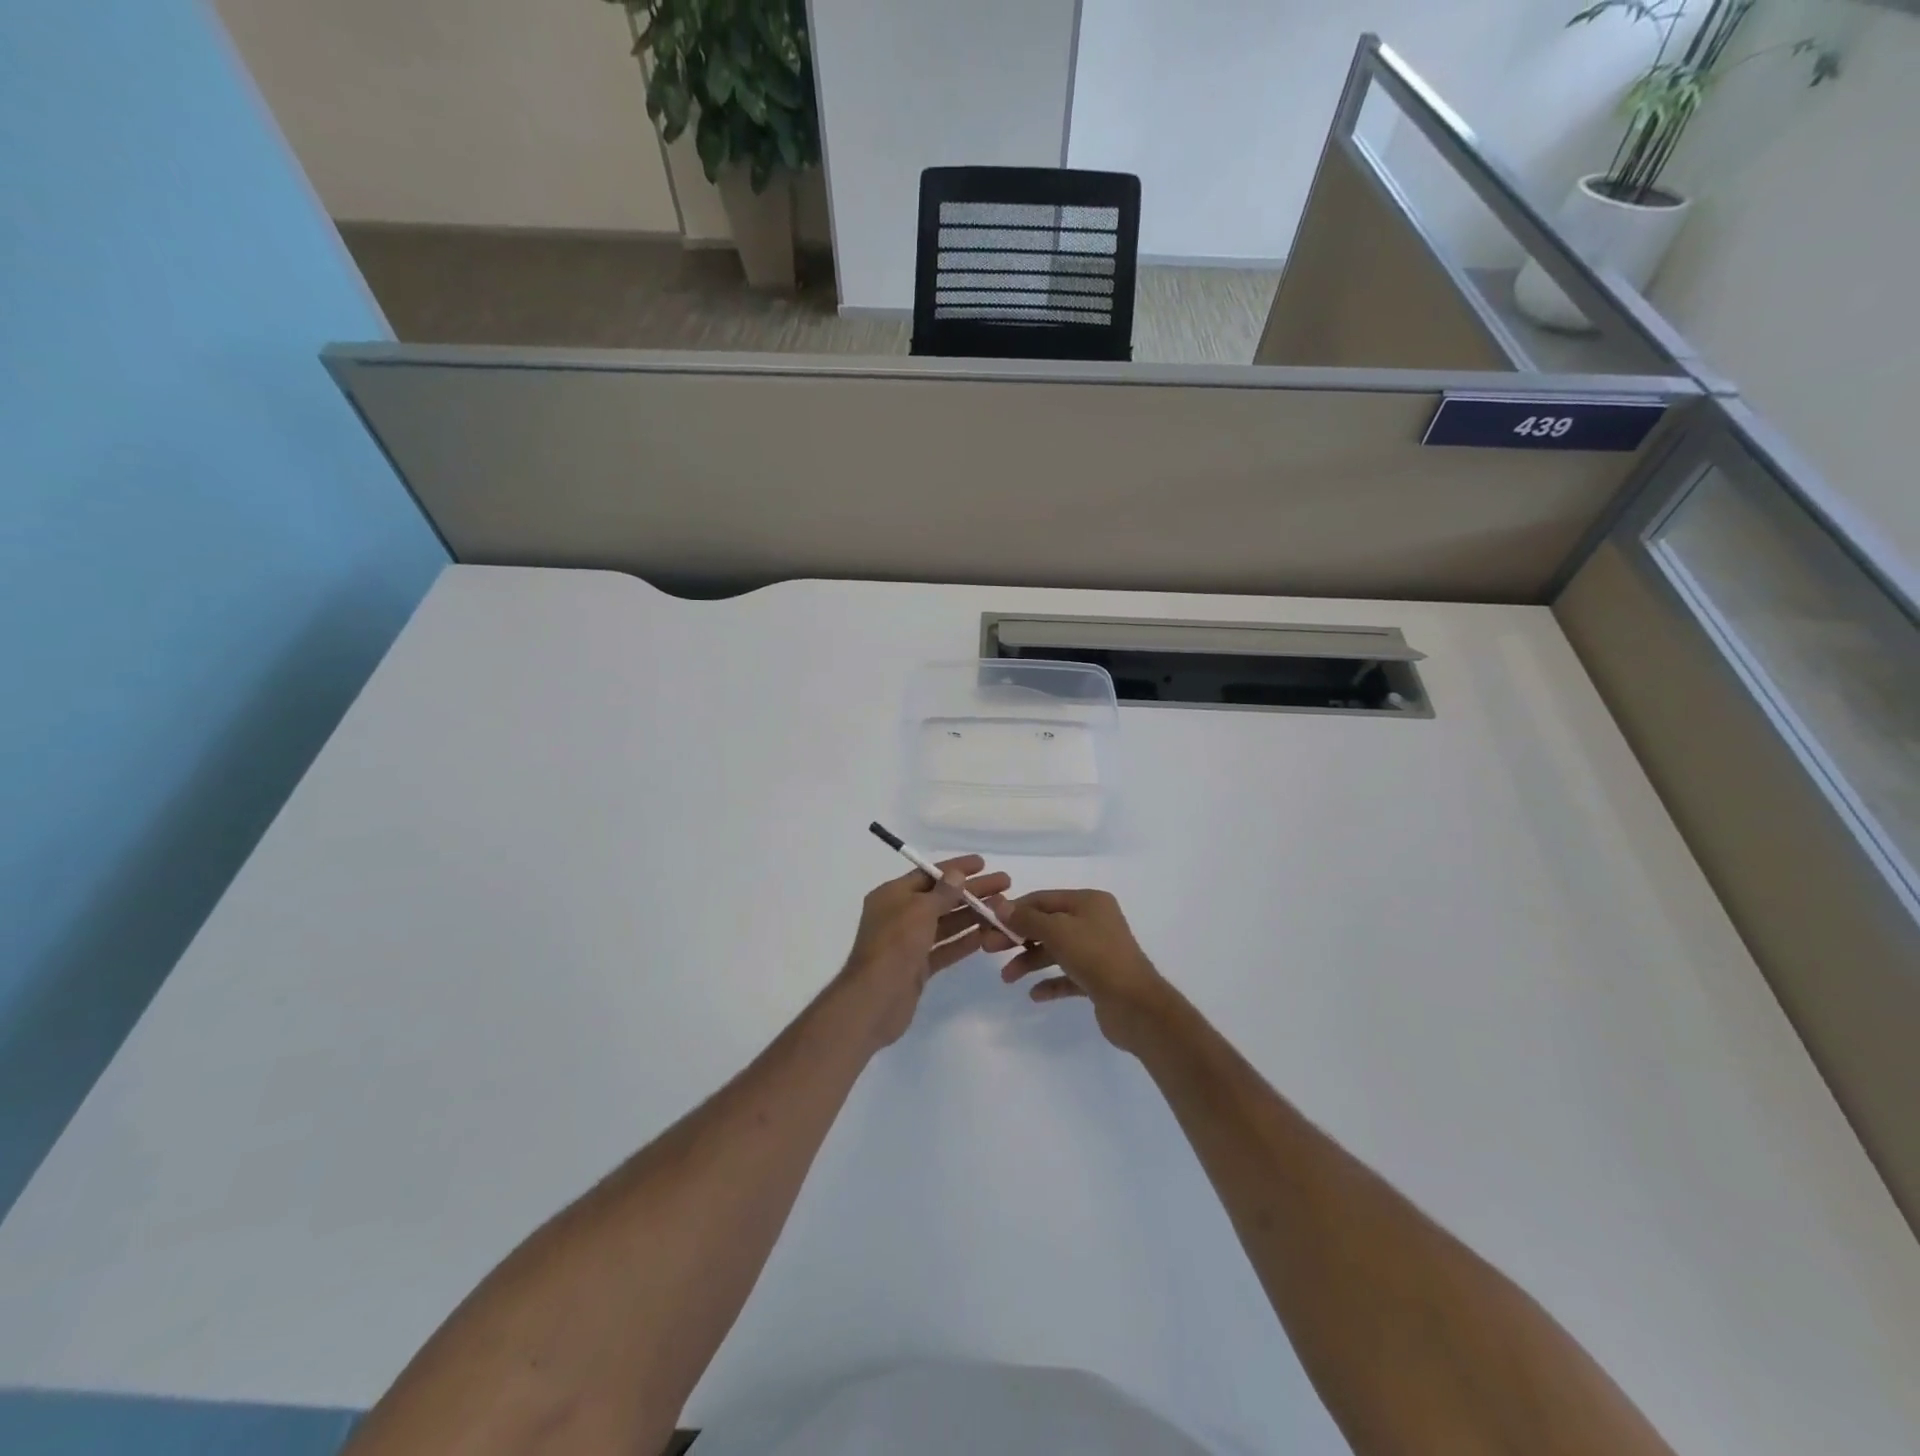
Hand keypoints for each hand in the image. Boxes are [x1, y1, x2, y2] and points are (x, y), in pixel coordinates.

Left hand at [837, 856, 1012, 1047]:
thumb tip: (957, 874)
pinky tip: (988, 934)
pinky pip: (945, 947)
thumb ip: (942, 892)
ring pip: (946, 923)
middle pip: (941, 897)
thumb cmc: (895, 946)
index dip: (955, 868)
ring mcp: (909, 942)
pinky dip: (964, 940)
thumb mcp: (919, 911)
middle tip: (1004, 884)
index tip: (982, 863)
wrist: (875, 1000)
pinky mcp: (918, 967)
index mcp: (892, 895)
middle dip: (971, 891)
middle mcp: (899, 915)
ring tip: (1002, 908)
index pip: (928, 874)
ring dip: (972, 914)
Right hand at [984, 890, 1170, 1052]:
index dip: (1014, 910)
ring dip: (1029, 961)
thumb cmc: (1096, 958)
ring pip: (1055, 951)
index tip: (987, 923)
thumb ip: (1027, 919)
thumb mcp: (1057, 931)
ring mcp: (1097, 951)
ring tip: (1007, 978)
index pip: (1043, 899)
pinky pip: (1067, 976)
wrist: (1136, 1006)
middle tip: (988, 949)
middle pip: (1047, 925)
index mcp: (1088, 902)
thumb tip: (1000, 904)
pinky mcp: (1098, 979)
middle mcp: (1094, 922)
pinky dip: (1049, 982)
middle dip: (1018, 937)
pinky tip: (1034, 994)